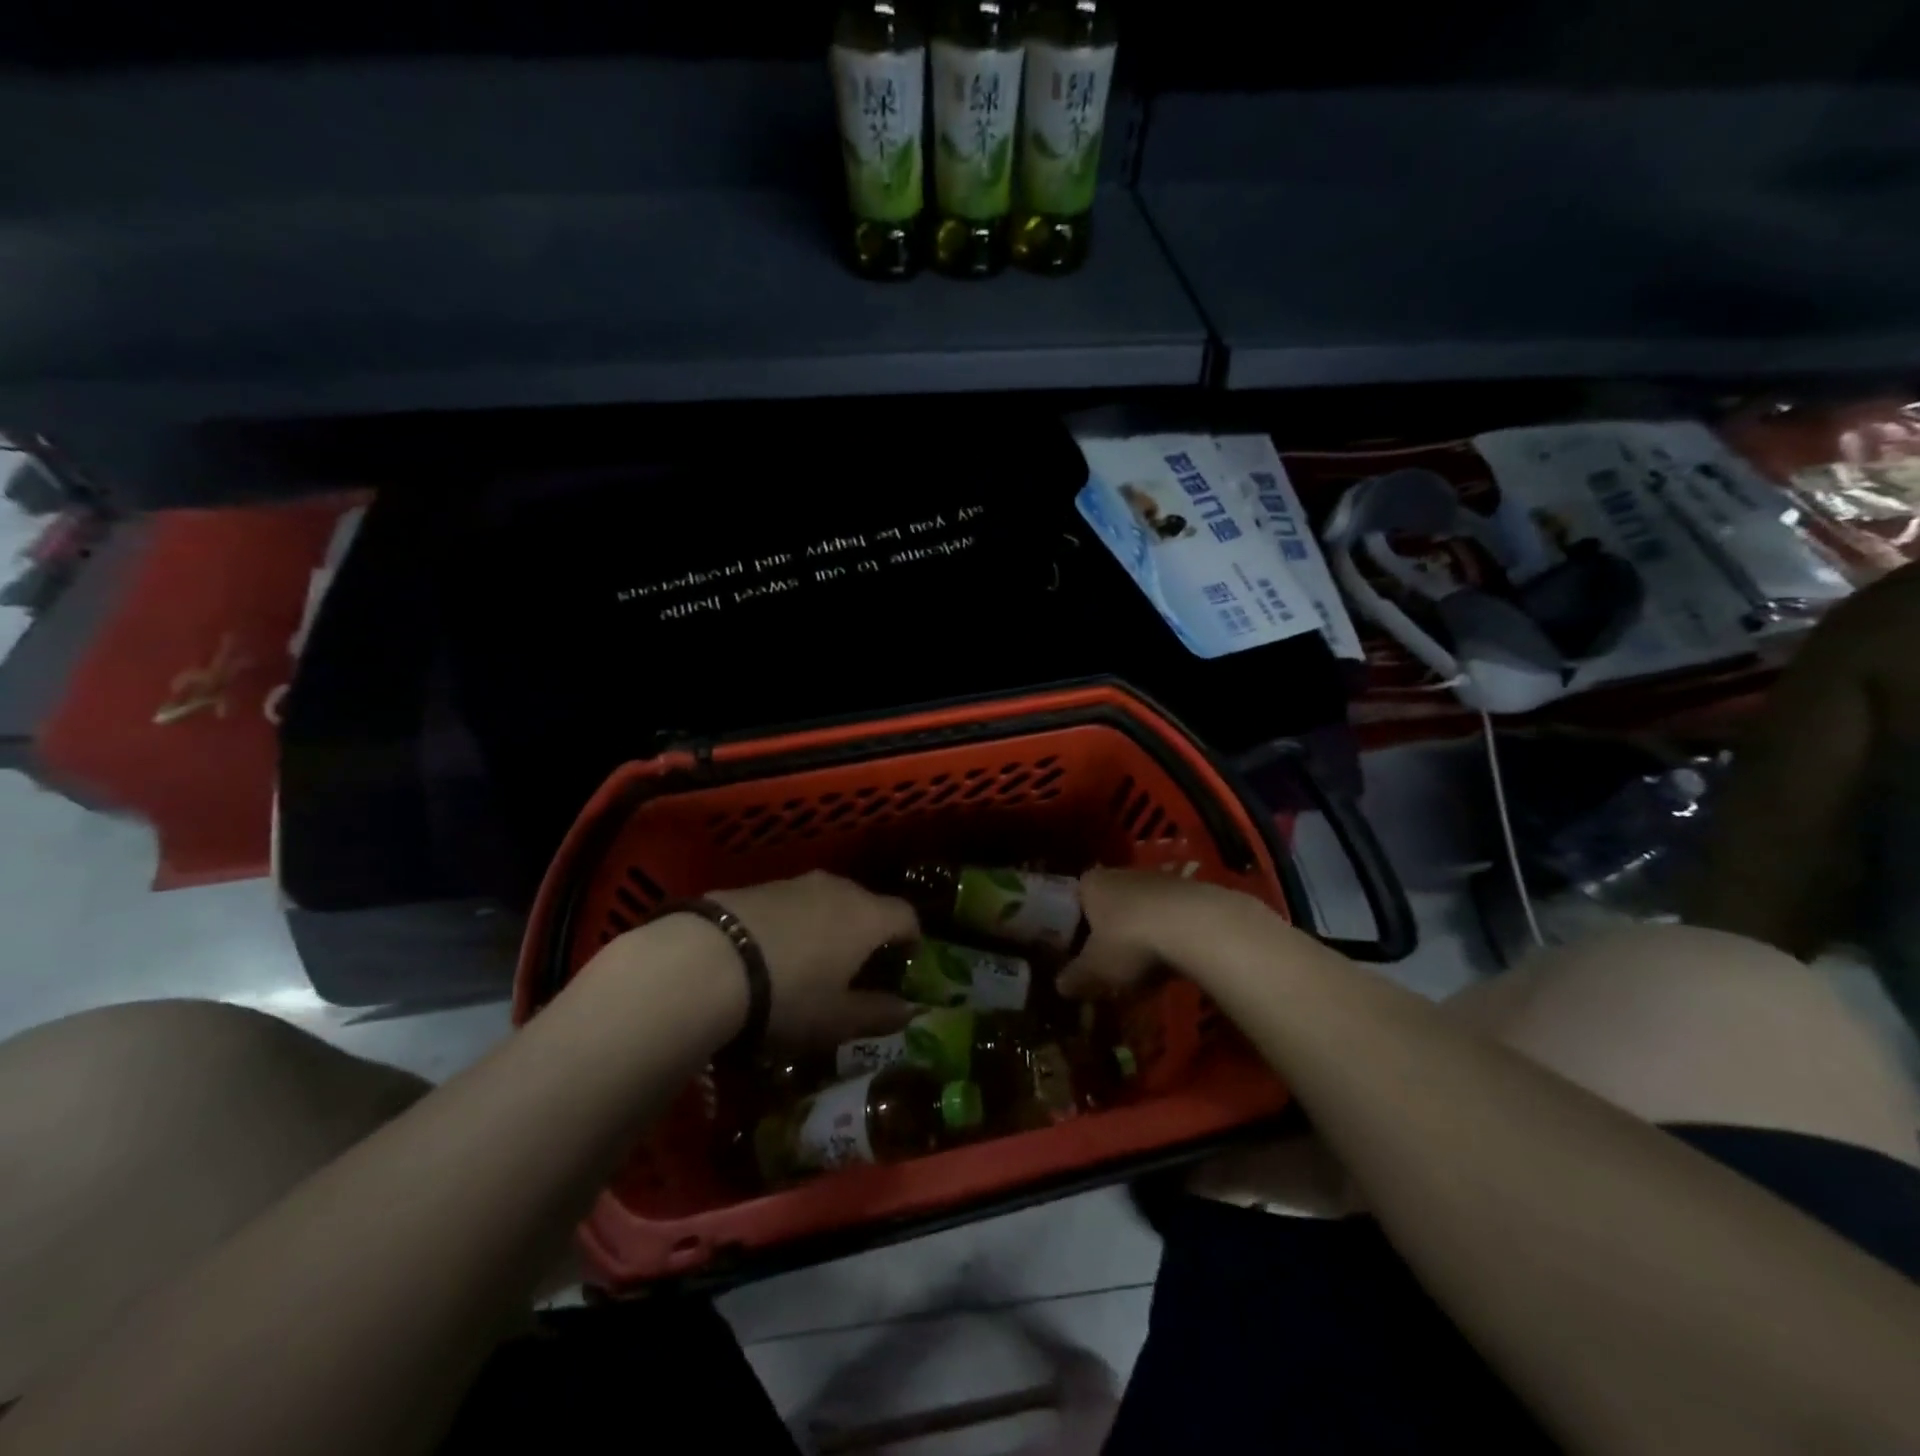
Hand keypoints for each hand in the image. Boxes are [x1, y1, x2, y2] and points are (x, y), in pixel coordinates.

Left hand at [708, 871, 920, 1047]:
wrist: (705, 962)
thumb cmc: (788, 996)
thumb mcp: (837, 1020)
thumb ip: (878, 1014)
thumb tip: (910, 1010)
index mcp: (867, 917)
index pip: (906, 916)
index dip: (912, 939)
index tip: (906, 963)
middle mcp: (838, 889)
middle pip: (866, 904)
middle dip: (868, 931)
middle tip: (858, 966)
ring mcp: (795, 883)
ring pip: (826, 900)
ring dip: (828, 925)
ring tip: (812, 960)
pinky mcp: (756, 885)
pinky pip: (790, 903)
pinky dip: (793, 923)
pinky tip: (771, 952)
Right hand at [1056, 867, 1259, 999]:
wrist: (1198, 926)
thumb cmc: (1130, 941)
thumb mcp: (1095, 969)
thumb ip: (1075, 977)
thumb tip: (1060, 986)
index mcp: (1091, 883)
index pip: (1074, 898)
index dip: (1072, 924)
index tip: (1075, 949)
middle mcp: (1122, 873)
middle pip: (1109, 902)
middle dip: (1108, 930)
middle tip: (1108, 962)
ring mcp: (1159, 879)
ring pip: (1141, 909)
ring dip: (1141, 933)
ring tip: (1143, 968)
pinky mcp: (1192, 892)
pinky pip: (1170, 916)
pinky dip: (1168, 935)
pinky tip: (1173, 961)